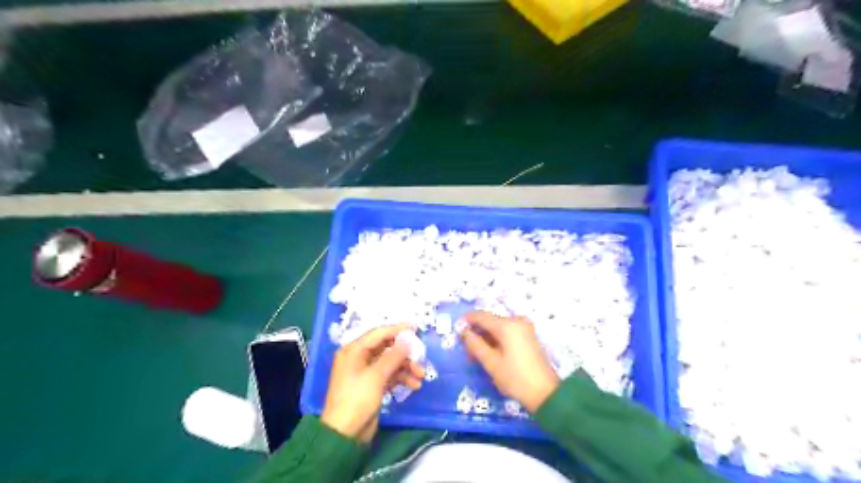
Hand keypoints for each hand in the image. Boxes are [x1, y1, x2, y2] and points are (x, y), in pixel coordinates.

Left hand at [321, 323, 424, 443]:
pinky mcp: (372, 386)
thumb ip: (393, 356)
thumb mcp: (376, 376)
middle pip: (386, 348)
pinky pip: (390, 375)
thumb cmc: (356, 399)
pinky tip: (414, 385)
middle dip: (404, 353)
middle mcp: (359, 358)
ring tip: (421, 376)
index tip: (416, 328)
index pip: (378, 334)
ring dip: (406, 367)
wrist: (345, 434)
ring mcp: (366, 372)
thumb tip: (408, 340)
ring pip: (390, 362)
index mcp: (354, 350)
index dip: (397, 330)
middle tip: (421, 356)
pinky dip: (401, 378)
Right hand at [461, 313, 561, 410]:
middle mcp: (517, 321)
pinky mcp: (528, 336)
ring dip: (486, 338)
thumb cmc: (515, 378)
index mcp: (507, 325)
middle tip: (466, 351)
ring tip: (476, 356)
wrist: (545, 394)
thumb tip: (464, 332)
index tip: (456, 331)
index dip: (467, 321)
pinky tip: (490, 354)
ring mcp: (524, 328)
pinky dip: (496, 340)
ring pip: (498, 328)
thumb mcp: (491, 363)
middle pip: (490, 321)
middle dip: (476, 333)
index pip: (481, 316)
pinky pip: (507, 332)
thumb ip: (475, 344)